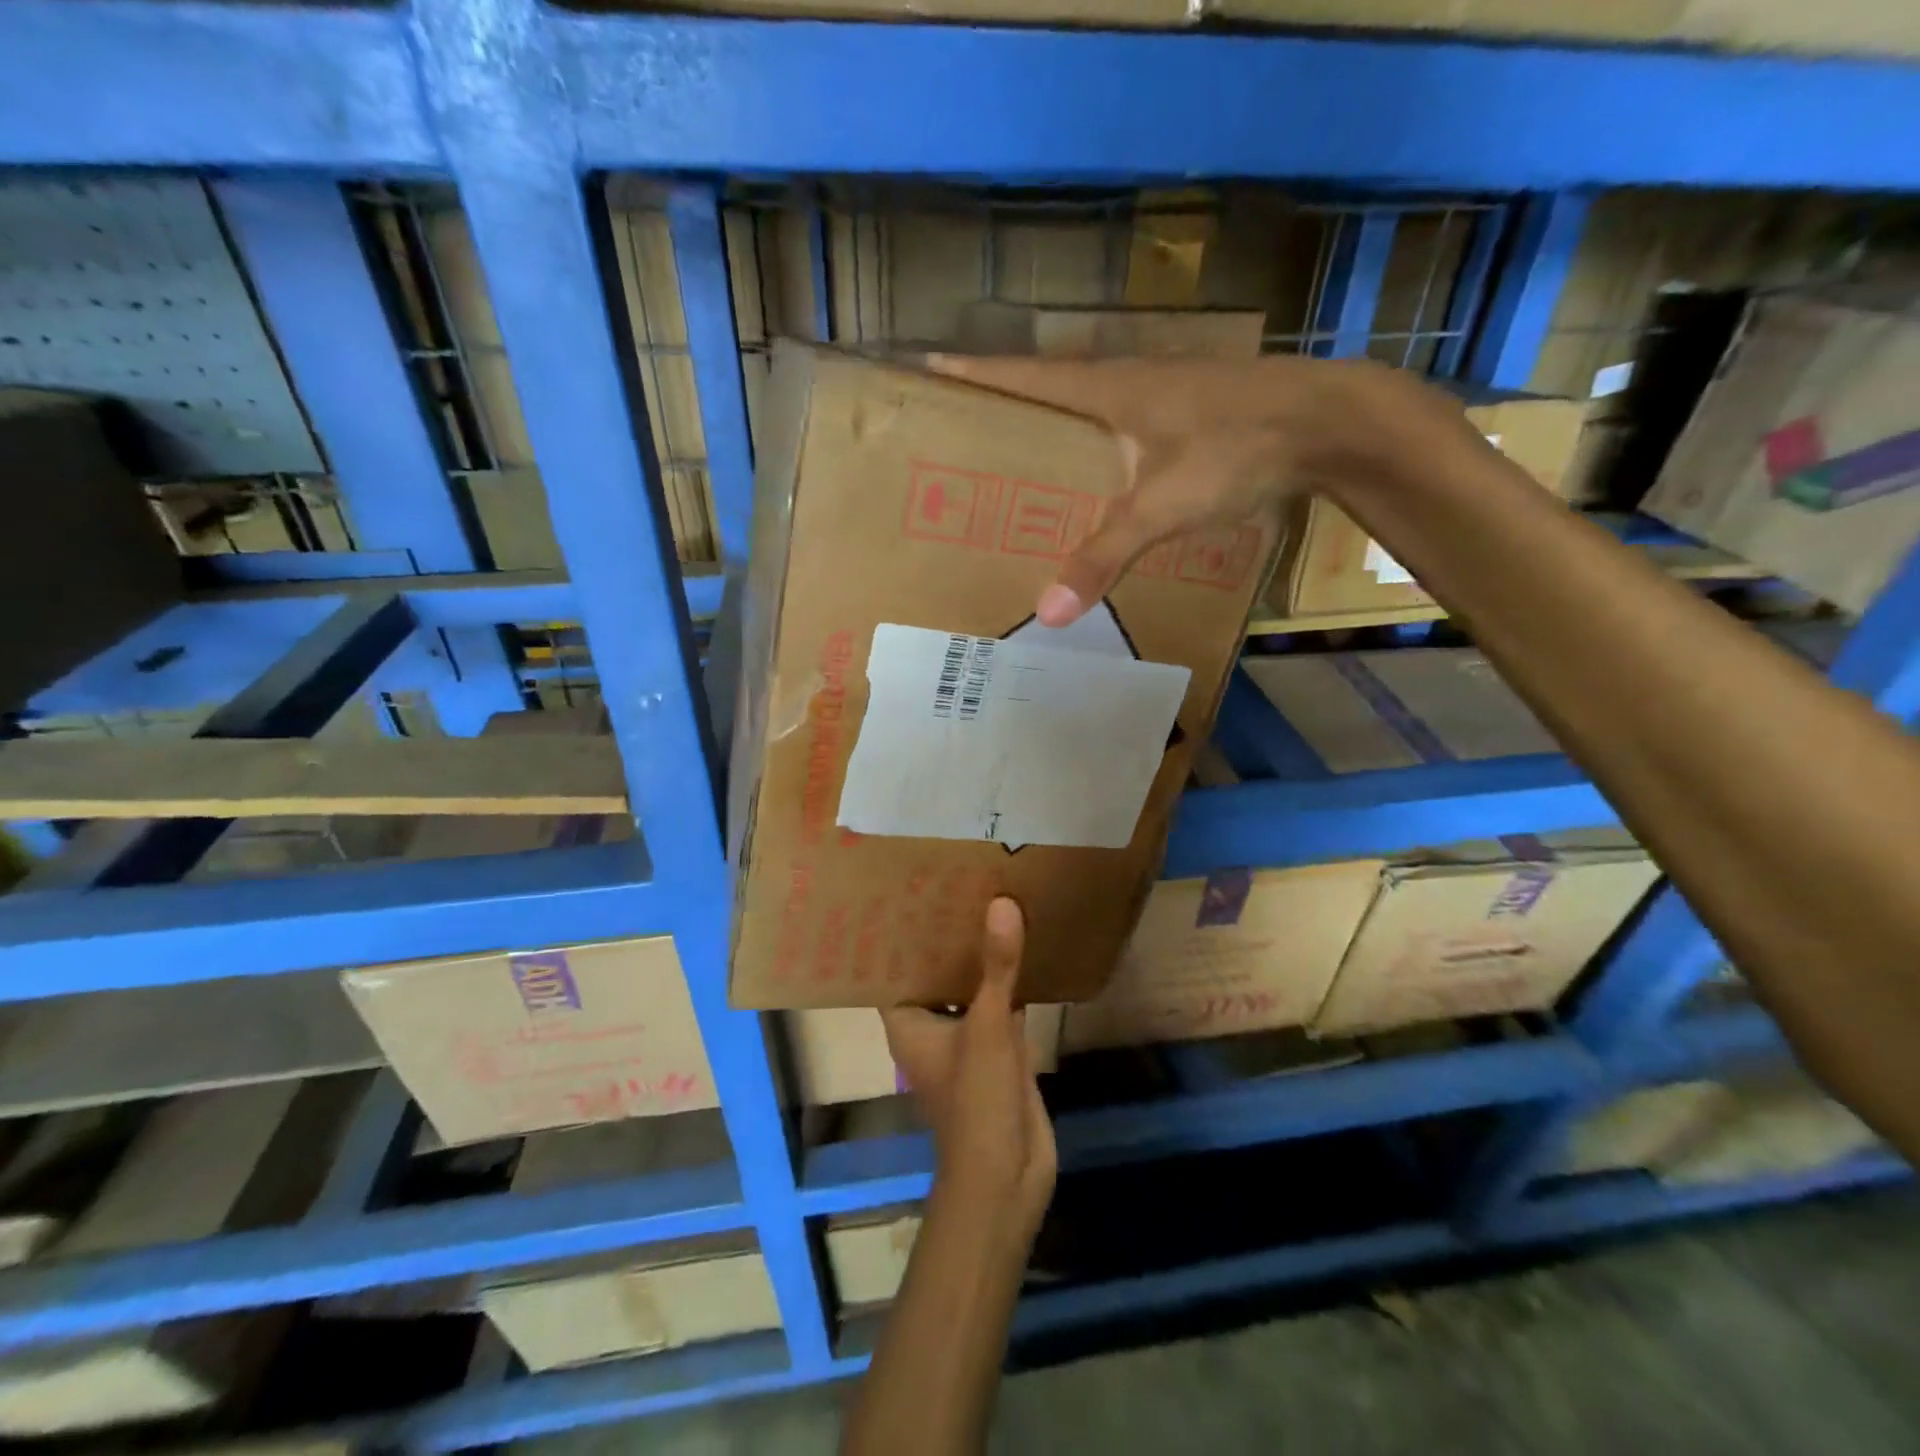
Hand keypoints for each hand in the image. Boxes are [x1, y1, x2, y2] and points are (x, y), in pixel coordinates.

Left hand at [882, 897, 1056, 1232]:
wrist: (1008, 1177)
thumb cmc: (976, 1100)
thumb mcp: (988, 1027)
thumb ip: (997, 967)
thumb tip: (1001, 904)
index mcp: (909, 1022)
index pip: (895, 969)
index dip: (900, 936)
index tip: (913, 893)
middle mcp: (931, 1027)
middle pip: (936, 973)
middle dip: (948, 937)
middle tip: (959, 883)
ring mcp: (966, 1040)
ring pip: (970, 989)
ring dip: (980, 957)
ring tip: (990, 901)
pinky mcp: (999, 1051)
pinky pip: (1000, 1005)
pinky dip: (1009, 981)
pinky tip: (1025, 944)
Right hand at [927, 354, 1466, 625]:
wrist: (1329, 424)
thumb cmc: (1237, 449)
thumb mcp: (1162, 506)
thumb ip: (1104, 556)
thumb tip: (1048, 613)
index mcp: (1106, 388)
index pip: (1022, 375)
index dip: (973, 373)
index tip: (925, 367)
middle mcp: (1126, 383)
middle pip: (1047, 389)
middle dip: (1001, 405)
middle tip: (958, 433)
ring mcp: (1160, 396)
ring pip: (1085, 410)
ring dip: (1048, 427)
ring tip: (1013, 463)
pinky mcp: (1186, 417)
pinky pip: (1118, 429)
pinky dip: (1091, 449)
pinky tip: (1089, 481)